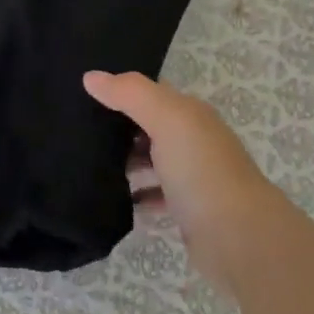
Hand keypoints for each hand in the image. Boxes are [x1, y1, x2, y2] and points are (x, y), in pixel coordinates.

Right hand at [83, 69, 289, 289]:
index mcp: (192, 116)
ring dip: (125, 166)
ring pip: (151, 165)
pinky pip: (154, 198)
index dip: (121, 91)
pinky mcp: (188, 212)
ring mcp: (193, 179)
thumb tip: (90, 76)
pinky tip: (113, 202)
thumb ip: (130, 94)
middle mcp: (195, 143)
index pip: (153, 94)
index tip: (83, 95)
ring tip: (87, 168)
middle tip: (75, 134)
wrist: (238, 237)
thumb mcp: (166, 119)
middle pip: (150, 129)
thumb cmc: (201, 170)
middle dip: (118, 131)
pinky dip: (136, 198)